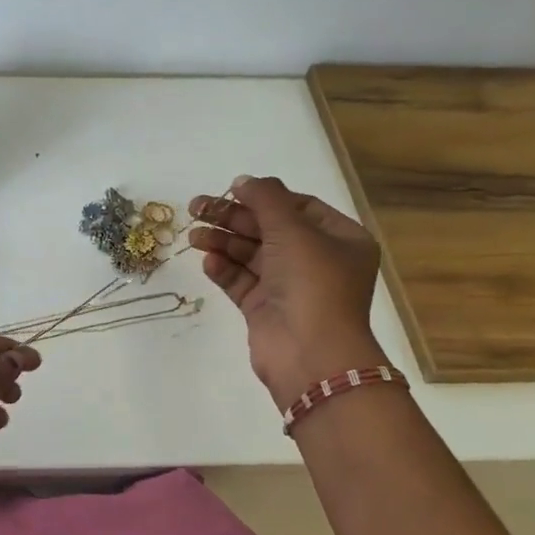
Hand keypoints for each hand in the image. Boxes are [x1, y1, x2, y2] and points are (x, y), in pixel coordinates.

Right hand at [188, 176, 385, 405]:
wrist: (310, 354)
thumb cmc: (312, 283)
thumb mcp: (292, 230)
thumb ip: (265, 199)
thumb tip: (243, 180)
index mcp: (340, 239)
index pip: (299, 207)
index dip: (264, 197)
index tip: (230, 190)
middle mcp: (318, 261)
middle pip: (269, 229)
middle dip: (233, 218)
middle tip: (196, 208)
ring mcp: (290, 287)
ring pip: (251, 255)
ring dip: (223, 242)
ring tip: (194, 236)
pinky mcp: (266, 309)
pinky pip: (242, 282)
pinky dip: (225, 270)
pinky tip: (208, 262)